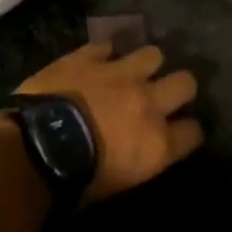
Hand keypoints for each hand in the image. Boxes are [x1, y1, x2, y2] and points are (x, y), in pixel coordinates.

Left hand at [16, 43, 203, 203]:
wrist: (39, 145)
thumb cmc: (76, 180)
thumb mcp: (115, 185)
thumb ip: (136, 160)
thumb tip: (134, 152)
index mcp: (157, 143)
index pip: (193, 132)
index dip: (189, 131)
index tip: (182, 132)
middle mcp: (148, 102)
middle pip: (185, 83)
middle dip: (179, 88)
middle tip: (165, 94)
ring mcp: (120, 73)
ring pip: (152, 54)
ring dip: (145, 64)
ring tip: (133, 72)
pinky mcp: (90, 57)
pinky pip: (106, 47)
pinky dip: (103, 55)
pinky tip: (96, 62)